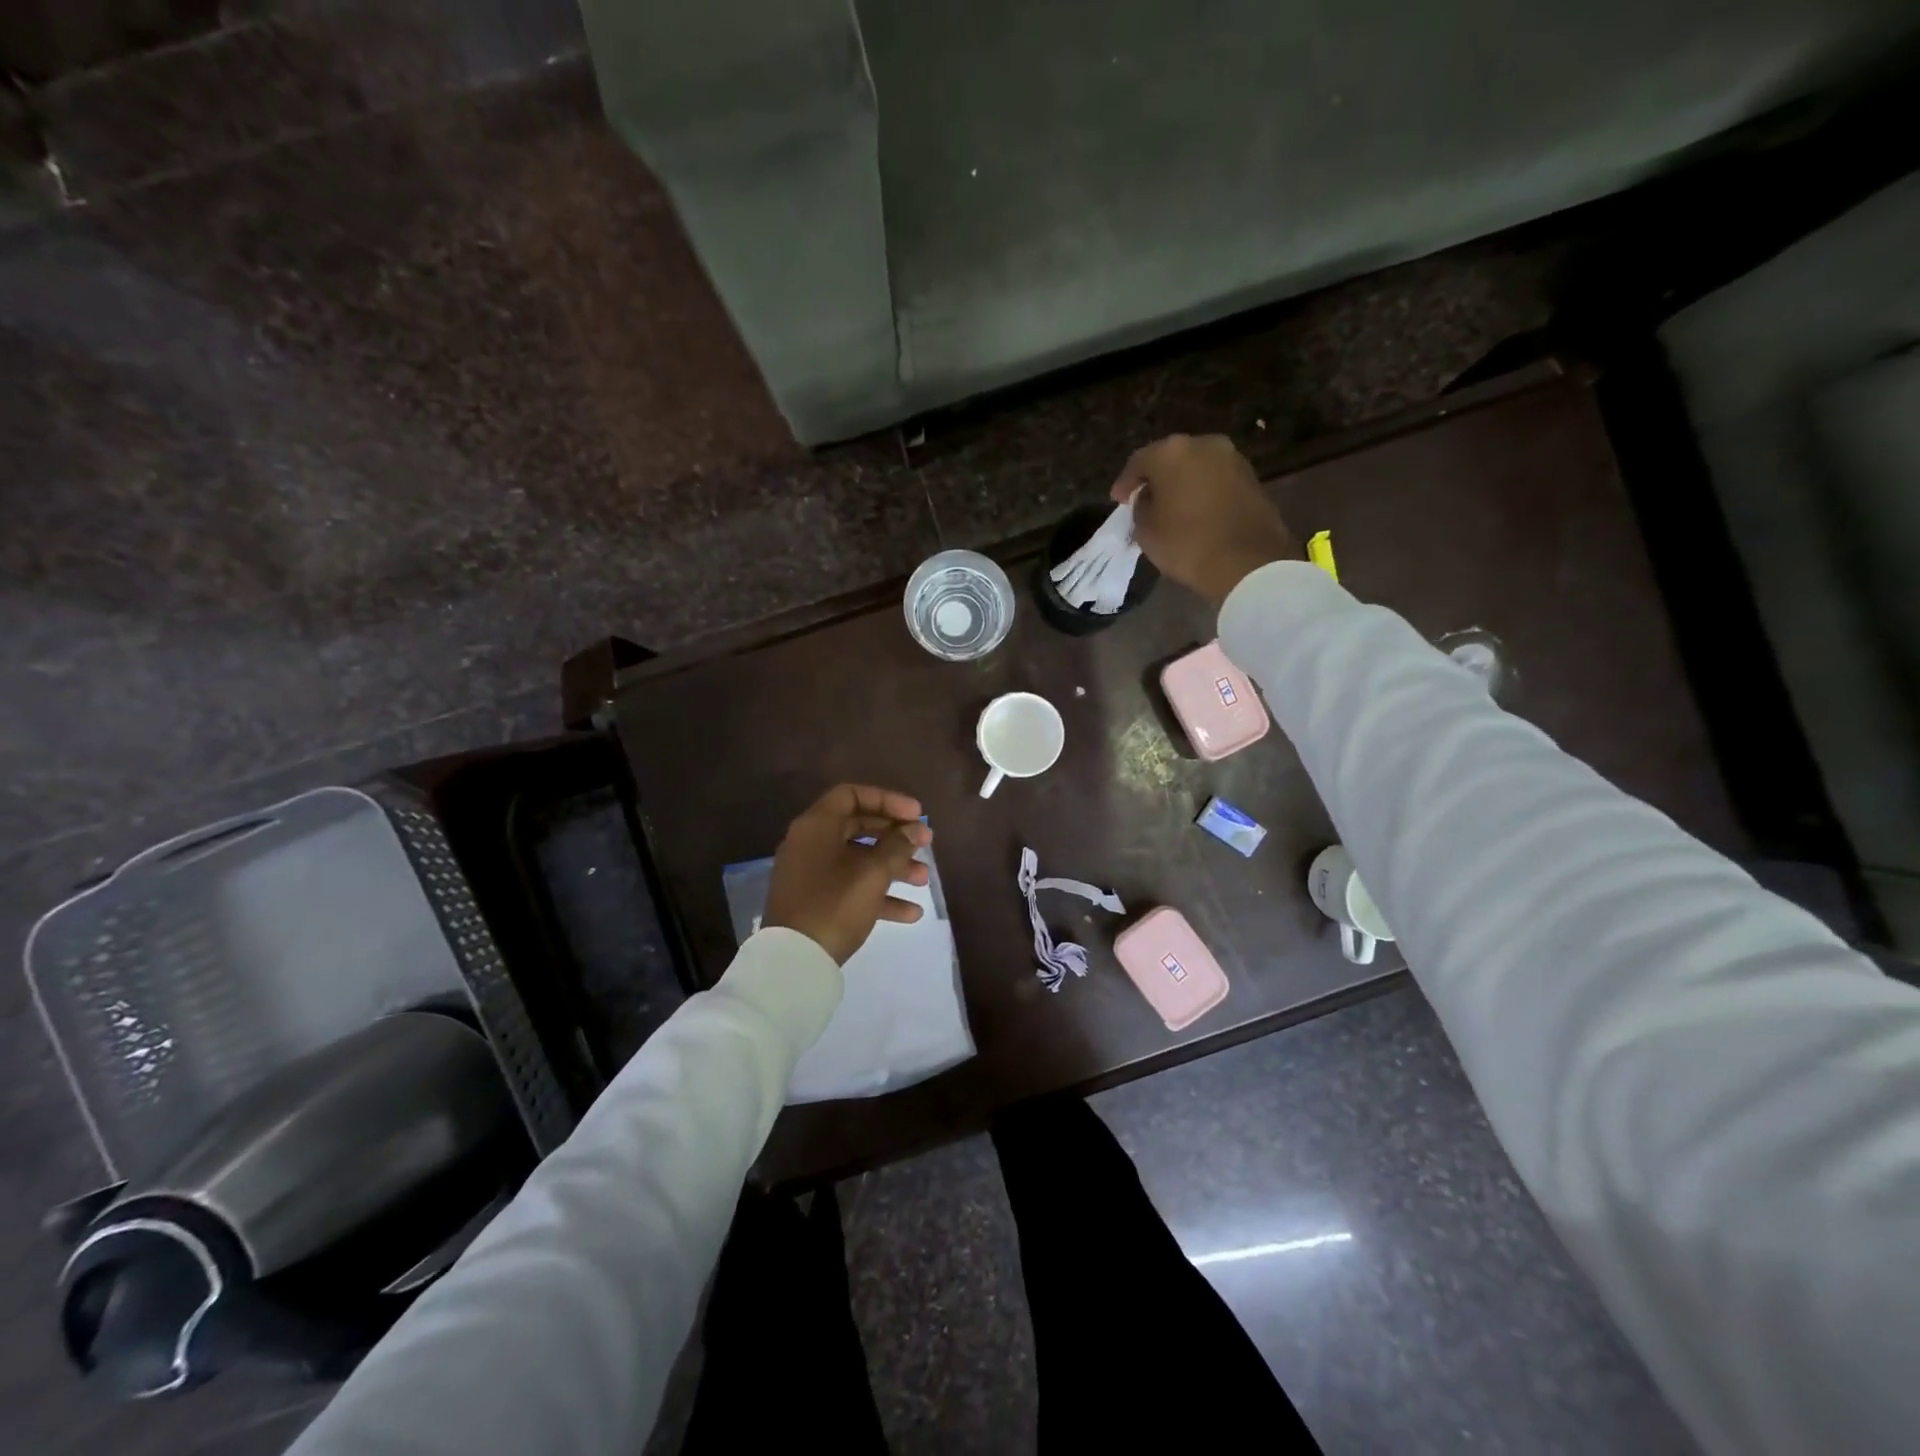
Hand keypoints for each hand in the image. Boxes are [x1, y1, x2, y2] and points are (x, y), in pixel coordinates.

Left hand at [763, 784, 933, 963]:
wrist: (794, 963)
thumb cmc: (834, 906)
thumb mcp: (872, 873)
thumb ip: (897, 846)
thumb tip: (913, 830)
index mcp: (816, 826)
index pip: (852, 795)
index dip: (887, 800)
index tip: (916, 816)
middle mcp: (810, 844)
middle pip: (858, 827)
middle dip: (895, 837)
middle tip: (925, 844)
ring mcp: (811, 874)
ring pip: (858, 859)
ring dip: (893, 866)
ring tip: (923, 880)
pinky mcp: (815, 901)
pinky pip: (850, 887)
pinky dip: (878, 894)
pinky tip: (910, 913)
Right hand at [1112, 433, 1298, 604]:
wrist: (1248, 562)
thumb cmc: (1187, 544)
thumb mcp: (1146, 530)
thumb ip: (1141, 507)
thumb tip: (1149, 498)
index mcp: (1171, 452)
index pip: (1139, 461)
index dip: (1125, 483)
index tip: (1118, 501)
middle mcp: (1203, 444)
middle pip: (1170, 458)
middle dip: (1156, 478)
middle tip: (1144, 499)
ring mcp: (1232, 458)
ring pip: (1196, 466)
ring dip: (1182, 483)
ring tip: (1171, 507)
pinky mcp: (1252, 477)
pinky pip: (1216, 479)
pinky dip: (1202, 491)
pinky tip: (1196, 511)